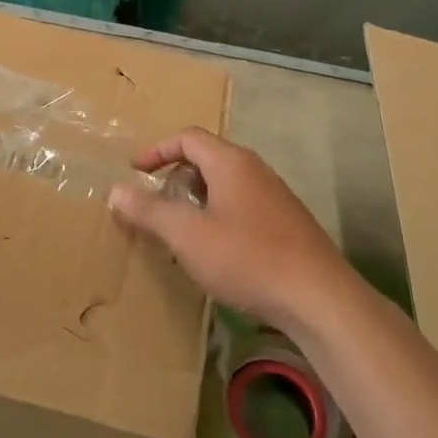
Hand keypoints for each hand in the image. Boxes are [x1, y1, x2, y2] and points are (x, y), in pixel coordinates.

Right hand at [107, 128, 351, 331]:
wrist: (320, 299)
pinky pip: (242, 206)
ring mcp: (276, 197)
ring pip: (226, 184)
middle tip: (154, 202)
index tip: (135, 171)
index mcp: (231, 163)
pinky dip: (218, 215)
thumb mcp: (188, 235)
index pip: (188, 138)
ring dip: (196, 198)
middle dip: (175, 175)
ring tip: (179, 228)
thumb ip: (150, 211)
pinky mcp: (287, 224)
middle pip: (208, 158)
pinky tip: (215, 250)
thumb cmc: (248, 259)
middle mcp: (255, 170)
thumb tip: (116, 190)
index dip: (157, 150)